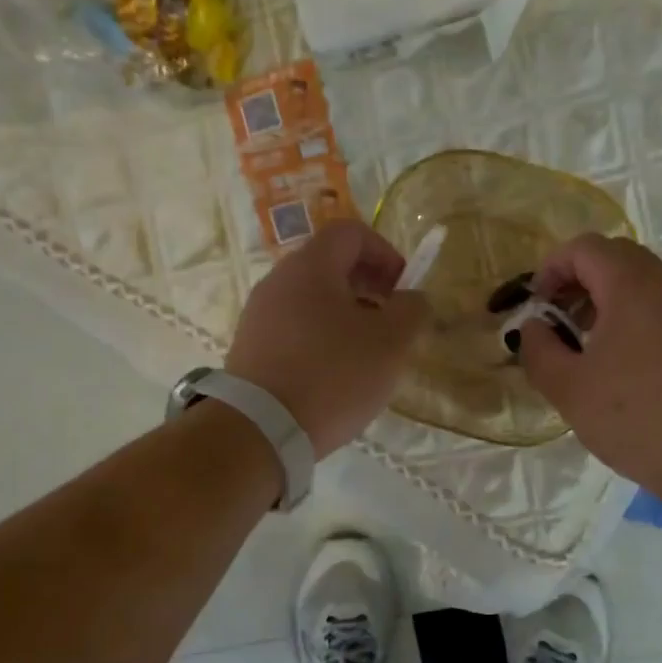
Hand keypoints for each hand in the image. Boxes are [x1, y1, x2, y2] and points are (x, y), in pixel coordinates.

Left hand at [225, 220, 429, 457]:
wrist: (259, 430)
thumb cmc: (332, 376)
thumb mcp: (392, 343)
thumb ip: (412, 310)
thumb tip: (412, 299)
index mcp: (310, 266)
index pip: (351, 232)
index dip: (385, 252)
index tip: (402, 290)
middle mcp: (278, 281)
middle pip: (329, 265)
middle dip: (368, 287)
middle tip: (390, 323)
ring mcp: (258, 315)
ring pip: (311, 300)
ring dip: (345, 316)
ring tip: (365, 355)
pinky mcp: (249, 348)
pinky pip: (293, 329)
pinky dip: (319, 339)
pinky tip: (333, 376)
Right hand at [519, 235, 661, 509]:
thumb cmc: (634, 417)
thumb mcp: (568, 388)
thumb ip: (539, 349)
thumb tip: (534, 327)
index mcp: (631, 287)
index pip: (585, 248)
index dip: (551, 268)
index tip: (536, 306)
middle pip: (615, 258)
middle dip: (577, 281)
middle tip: (558, 321)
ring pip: (640, 283)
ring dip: (604, 301)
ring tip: (584, 346)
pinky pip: (659, 309)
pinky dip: (631, 319)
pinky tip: (620, 366)